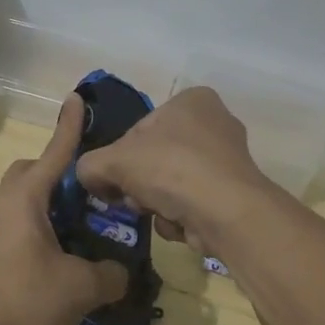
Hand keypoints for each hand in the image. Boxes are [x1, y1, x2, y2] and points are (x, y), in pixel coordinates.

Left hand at [0, 96, 128, 324]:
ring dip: (55, 205)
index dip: (70, 127)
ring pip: (28, 200)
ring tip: (88, 226)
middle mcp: (7, 204)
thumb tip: (121, 272)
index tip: (77, 98)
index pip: (55, 153)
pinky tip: (69, 256)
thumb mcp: (81, 287)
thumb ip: (111, 273)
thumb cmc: (26, 300)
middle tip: (93, 191)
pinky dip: (47, 228)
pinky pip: (24, 224)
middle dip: (61, 172)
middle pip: (34, 172)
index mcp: (27, 198)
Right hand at [75, 87, 275, 256]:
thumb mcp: (113, 161)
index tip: (115, 179)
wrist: (226, 213)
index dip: (122, 157)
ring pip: (173, 184)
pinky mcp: (235, 193)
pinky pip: (194, 203)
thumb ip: (90, 165)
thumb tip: (89, 178)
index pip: (141, 128)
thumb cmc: (171, 169)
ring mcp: (229, 160)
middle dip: (141, 184)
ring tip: (158, 212)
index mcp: (192, 100)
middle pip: (157, 158)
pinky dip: (181, 216)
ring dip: (158, 202)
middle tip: (133, 199)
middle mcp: (216, 123)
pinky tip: (181, 223)